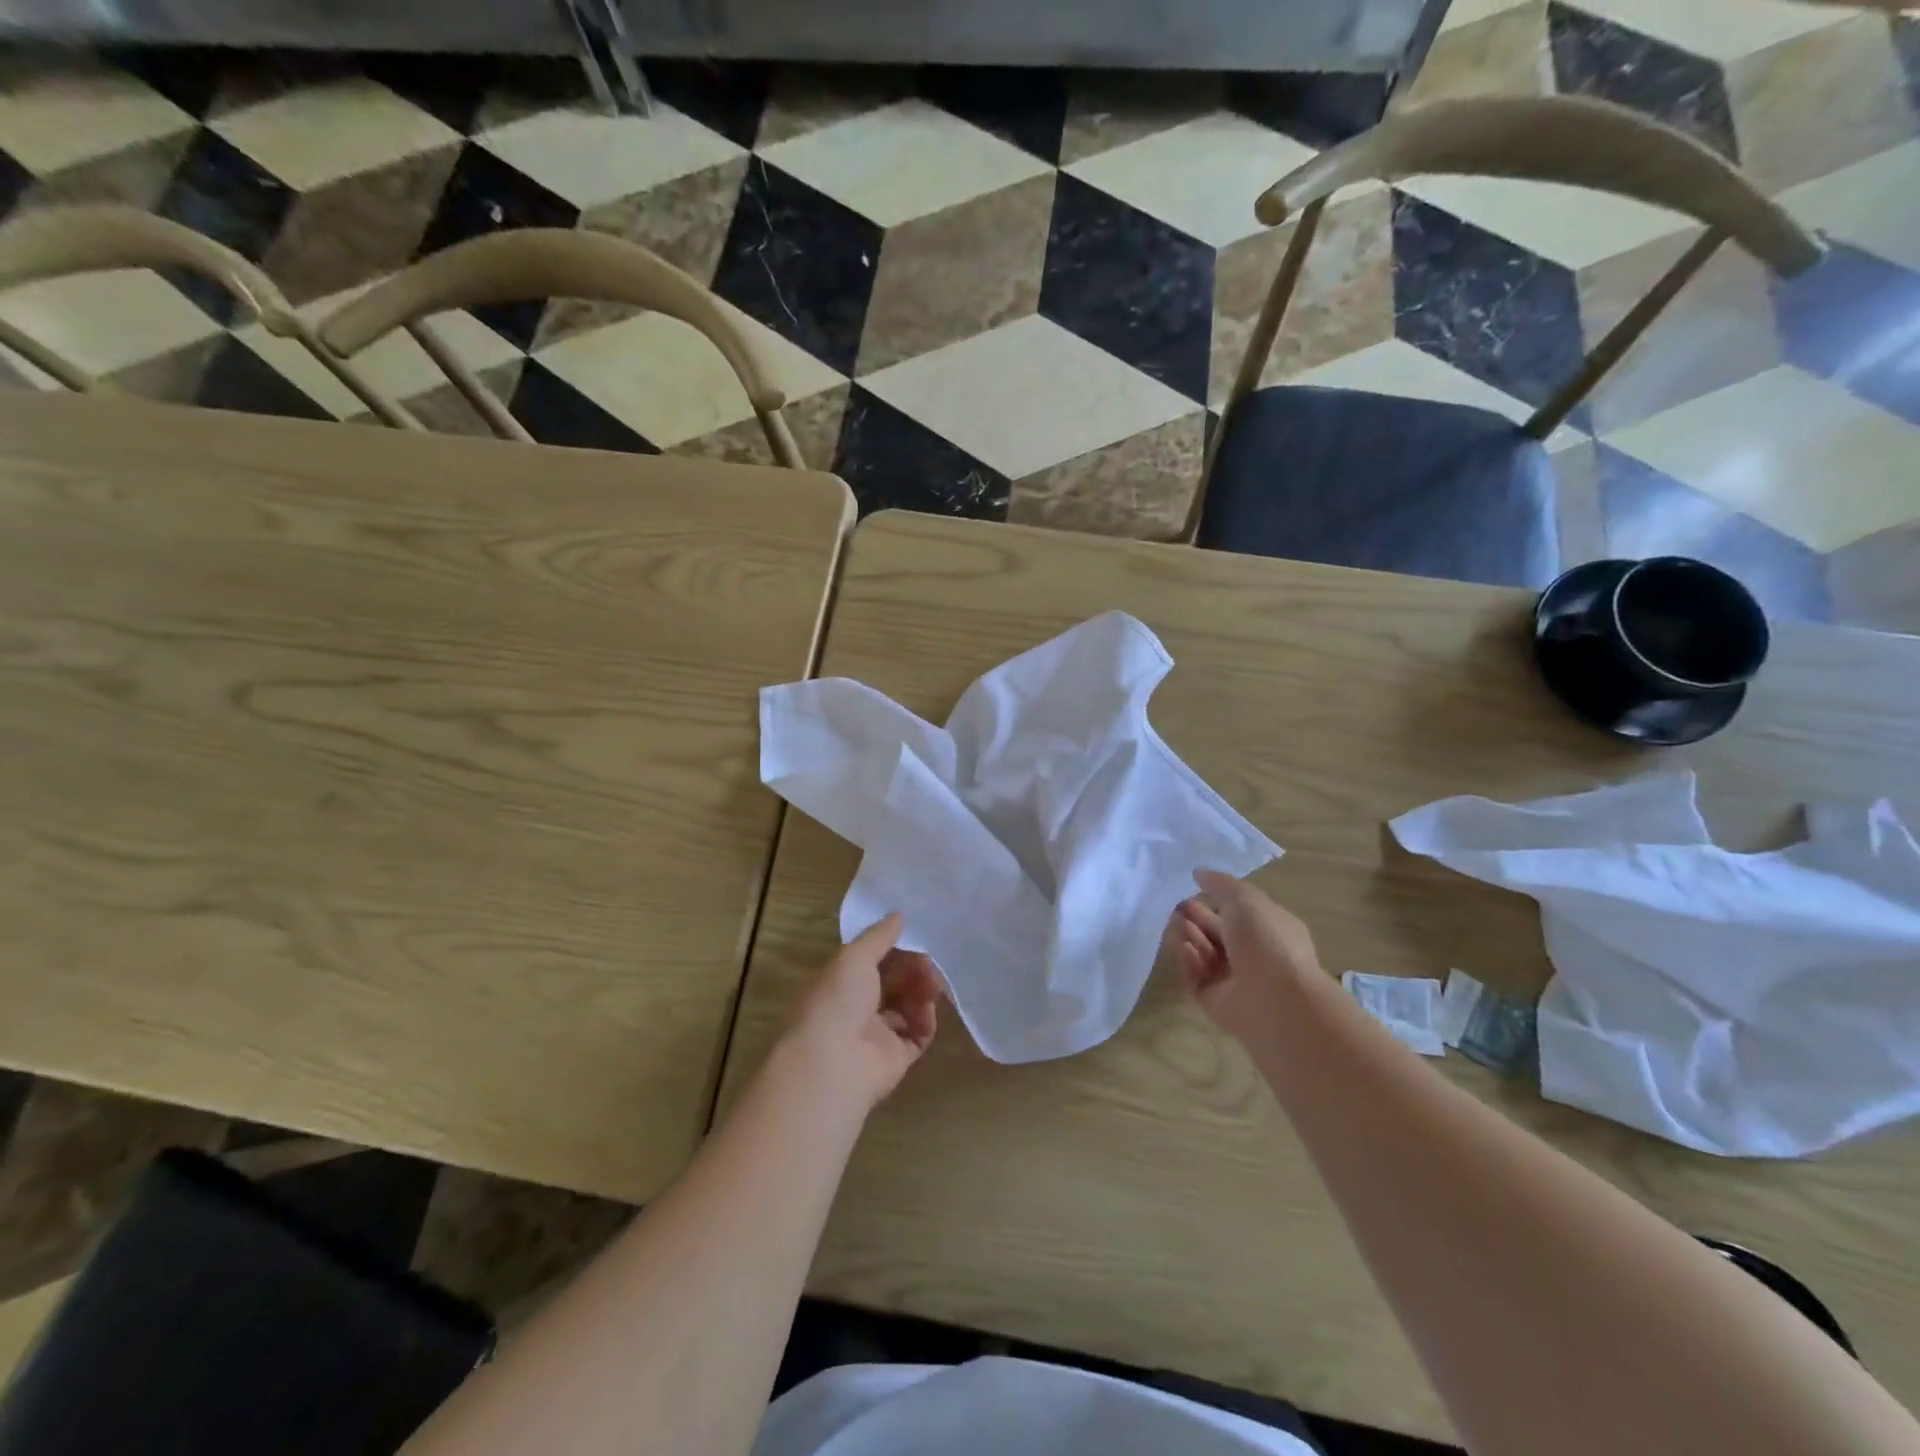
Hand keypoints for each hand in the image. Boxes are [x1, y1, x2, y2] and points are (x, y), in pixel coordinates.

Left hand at [782, 913, 940, 1109]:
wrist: (834, 1062)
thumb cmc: (838, 1000)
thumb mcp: (855, 957)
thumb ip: (879, 936)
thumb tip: (899, 914)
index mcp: (841, 983)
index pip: (873, 961)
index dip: (895, 950)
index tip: (914, 940)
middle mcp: (858, 1007)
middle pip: (894, 983)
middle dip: (913, 970)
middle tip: (928, 964)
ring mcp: (877, 1034)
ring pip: (908, 1006)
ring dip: (922, 992)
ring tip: (932, 986)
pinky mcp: (896, 1058)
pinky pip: (918, 1034)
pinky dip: (925, 1021)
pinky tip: (927, 1012)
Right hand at [1166, 870, 1321, 1044]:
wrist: (1275, 999)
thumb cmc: (1266, 940)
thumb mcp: (1245, 899)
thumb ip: (1220, 884)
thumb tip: (1198, 873)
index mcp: (1269, 929)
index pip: (1238, 912)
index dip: (1215, 900)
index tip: (1191, 889)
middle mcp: (1253, 954)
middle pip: (1217, 933)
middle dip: (1196, 918)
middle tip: (1175, 908)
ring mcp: (1234, 980)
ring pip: (1204, 954)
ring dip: (1189, 936)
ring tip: (1175, 925)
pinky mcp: (1215, 1000)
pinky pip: (1196, 977)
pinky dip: (1188, 962)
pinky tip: (1184, 948)